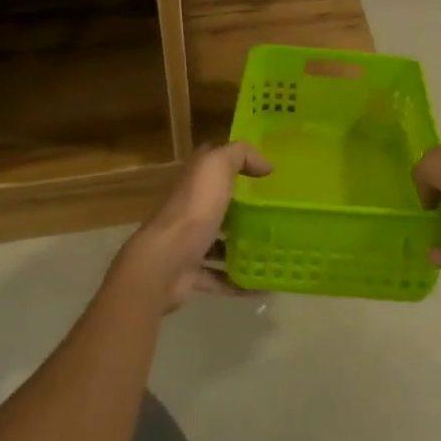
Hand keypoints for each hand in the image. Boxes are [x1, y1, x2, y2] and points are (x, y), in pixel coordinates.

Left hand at [115, 141, 272, 310]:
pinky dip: (239, 283)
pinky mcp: (190, 275)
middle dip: (243, 210)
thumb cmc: (193, 211)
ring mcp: (188, 244)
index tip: (265, 173)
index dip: (234, 164)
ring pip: (218, 243)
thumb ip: (240, 155)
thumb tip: (265, 164)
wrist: (164, 264)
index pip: (211, 166)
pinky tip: (263, 286)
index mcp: (193, 183)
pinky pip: (220, 278)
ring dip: (241, 247)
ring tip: (274, 249)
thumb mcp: (216, 167)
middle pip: (217, 206)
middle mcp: (188, 211)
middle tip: (276, 214)